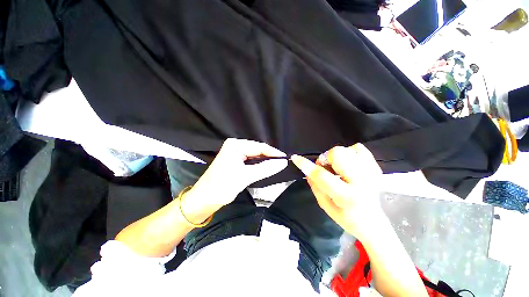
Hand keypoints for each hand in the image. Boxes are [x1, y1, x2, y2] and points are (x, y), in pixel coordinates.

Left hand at [181, 139, 287, 219]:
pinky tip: (266, 168)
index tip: (285, 159)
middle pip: (257, 150)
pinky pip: (251, 161)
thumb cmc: (222, 186)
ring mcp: (235, 153)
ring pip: (255, 156)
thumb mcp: (246, 176)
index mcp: (235, 145)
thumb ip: (265, 168)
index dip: (273, 153)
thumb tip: (283, 163)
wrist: (205, 199)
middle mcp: (235, 146)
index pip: (259, 146)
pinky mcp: (236, 161)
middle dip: (269, 157)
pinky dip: (259, 165)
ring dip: (265, 162)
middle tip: (282, 164)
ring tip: (277, 166)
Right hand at [291, 144, 387, 241]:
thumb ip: (315, 185)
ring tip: (339, 170)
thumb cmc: (346, 217)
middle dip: (326, 160)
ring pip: (346, 149)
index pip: (321, 175)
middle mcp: (362, 182)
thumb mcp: (325, 205)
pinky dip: (349, 154)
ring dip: (336, 158)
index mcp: (347, 196)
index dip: (306, 165)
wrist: (372, 221)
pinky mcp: (375, 167)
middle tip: (327, 171)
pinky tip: (349, 166)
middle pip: (337, 154)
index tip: (296, 158)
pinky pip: (358, 148)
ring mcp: (371, 172)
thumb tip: (306, 169)